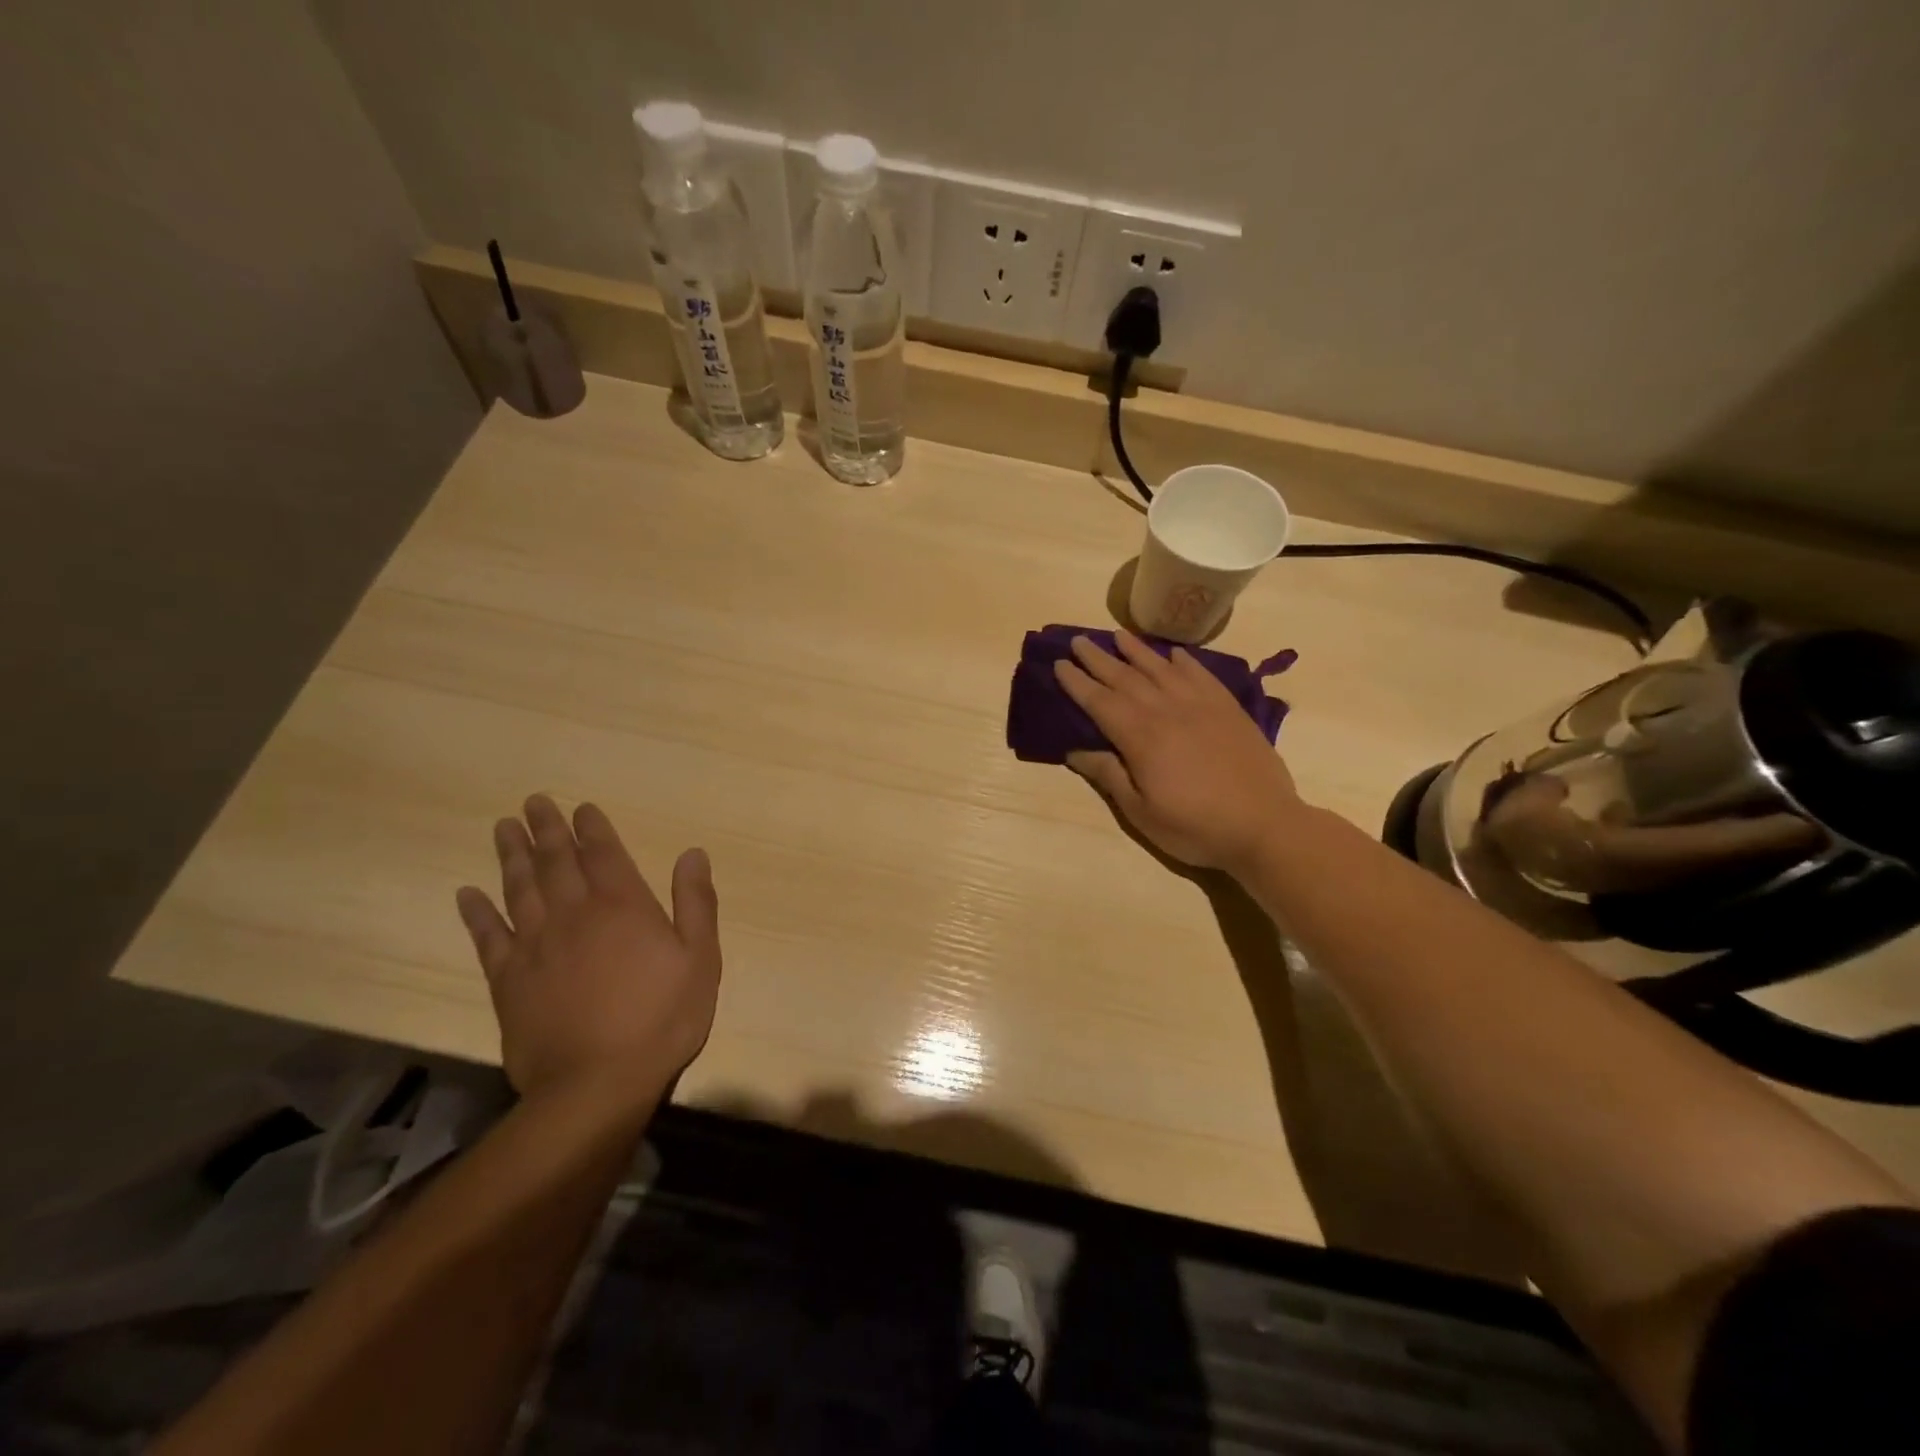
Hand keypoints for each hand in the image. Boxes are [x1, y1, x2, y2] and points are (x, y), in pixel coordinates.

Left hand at [455, 795, 721, 1109]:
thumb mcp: (700, 958)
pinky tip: (466, 894)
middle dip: (546, 829)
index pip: (603, 853)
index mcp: (623, 906)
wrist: (597, 1085)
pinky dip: (476, 913)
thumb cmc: (662, 1019)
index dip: (591, 827)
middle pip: (555, 862)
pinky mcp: (508, 981)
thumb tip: (692, 853)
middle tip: (533, 802)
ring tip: (503, 828)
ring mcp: (536, 946)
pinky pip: (488, 937)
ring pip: (519, 889)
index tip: (580, 806)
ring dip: (511, 856)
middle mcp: (575, 914)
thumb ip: (695, 902)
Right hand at [1055, 630, 1300, 873]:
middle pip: (1125, 678)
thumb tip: (1075, 752)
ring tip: (1118, 635)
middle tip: (1078, 641)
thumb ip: (1109, 776)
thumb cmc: (1195, 827)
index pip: (1100, 702)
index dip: (1077, 683)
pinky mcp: (1228, 709)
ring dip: (1136, 651)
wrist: (1265, 825)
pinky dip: (1184, 661)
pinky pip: (1201, 674)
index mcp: (1141, 737)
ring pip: (1161, 669)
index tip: (1059, 664)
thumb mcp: (1141, 812)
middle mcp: (1167, 710)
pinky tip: (1174, 654)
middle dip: (1098, 659)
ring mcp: (1201, 705)